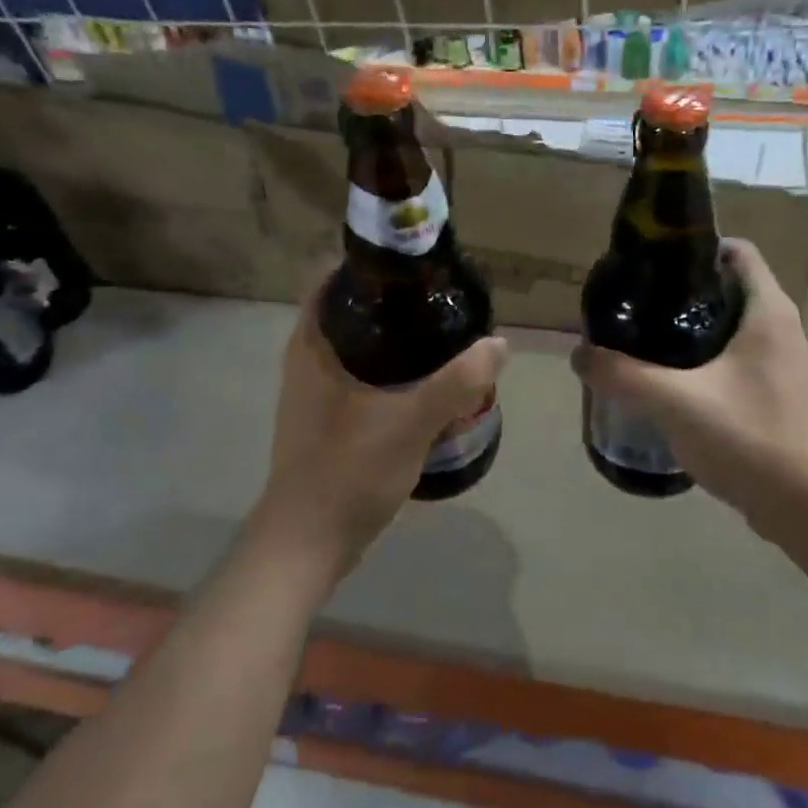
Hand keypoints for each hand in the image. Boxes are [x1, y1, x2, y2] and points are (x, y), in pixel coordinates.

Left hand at [249, 276, 508, 587]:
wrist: (308, 542)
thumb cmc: (348, 470)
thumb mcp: (411, 422)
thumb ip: (457, 382)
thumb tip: (498, 344)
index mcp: (314, 345)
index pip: (335, 279)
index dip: (373, 265)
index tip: (416, 265)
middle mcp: (308, 360)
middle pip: (353, 312)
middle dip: (395, 303)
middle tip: (442, 300)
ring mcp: (315, 392)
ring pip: (360, 349)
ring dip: (396, 342)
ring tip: (443, 337)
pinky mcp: (328, 420)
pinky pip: (362, 379)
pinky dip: (391, 374)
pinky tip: (426, 384)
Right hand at [571, 240, 807, 530]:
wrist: (806, 506)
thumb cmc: (749, 437)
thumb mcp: (675, 401)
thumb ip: (623, 375)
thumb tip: (579, 355)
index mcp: (766, 311)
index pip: (737, 251)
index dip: (695, 246)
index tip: (652, 260)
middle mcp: (778, 327)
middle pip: (726, 287)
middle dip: (681, 290)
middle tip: (635, 302)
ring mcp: (779, 362)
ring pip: (728, 325)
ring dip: (689, 327)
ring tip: (643, 337)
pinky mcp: (773, 392)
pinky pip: (733, 358)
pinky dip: (702, 357)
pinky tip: (668, 379)